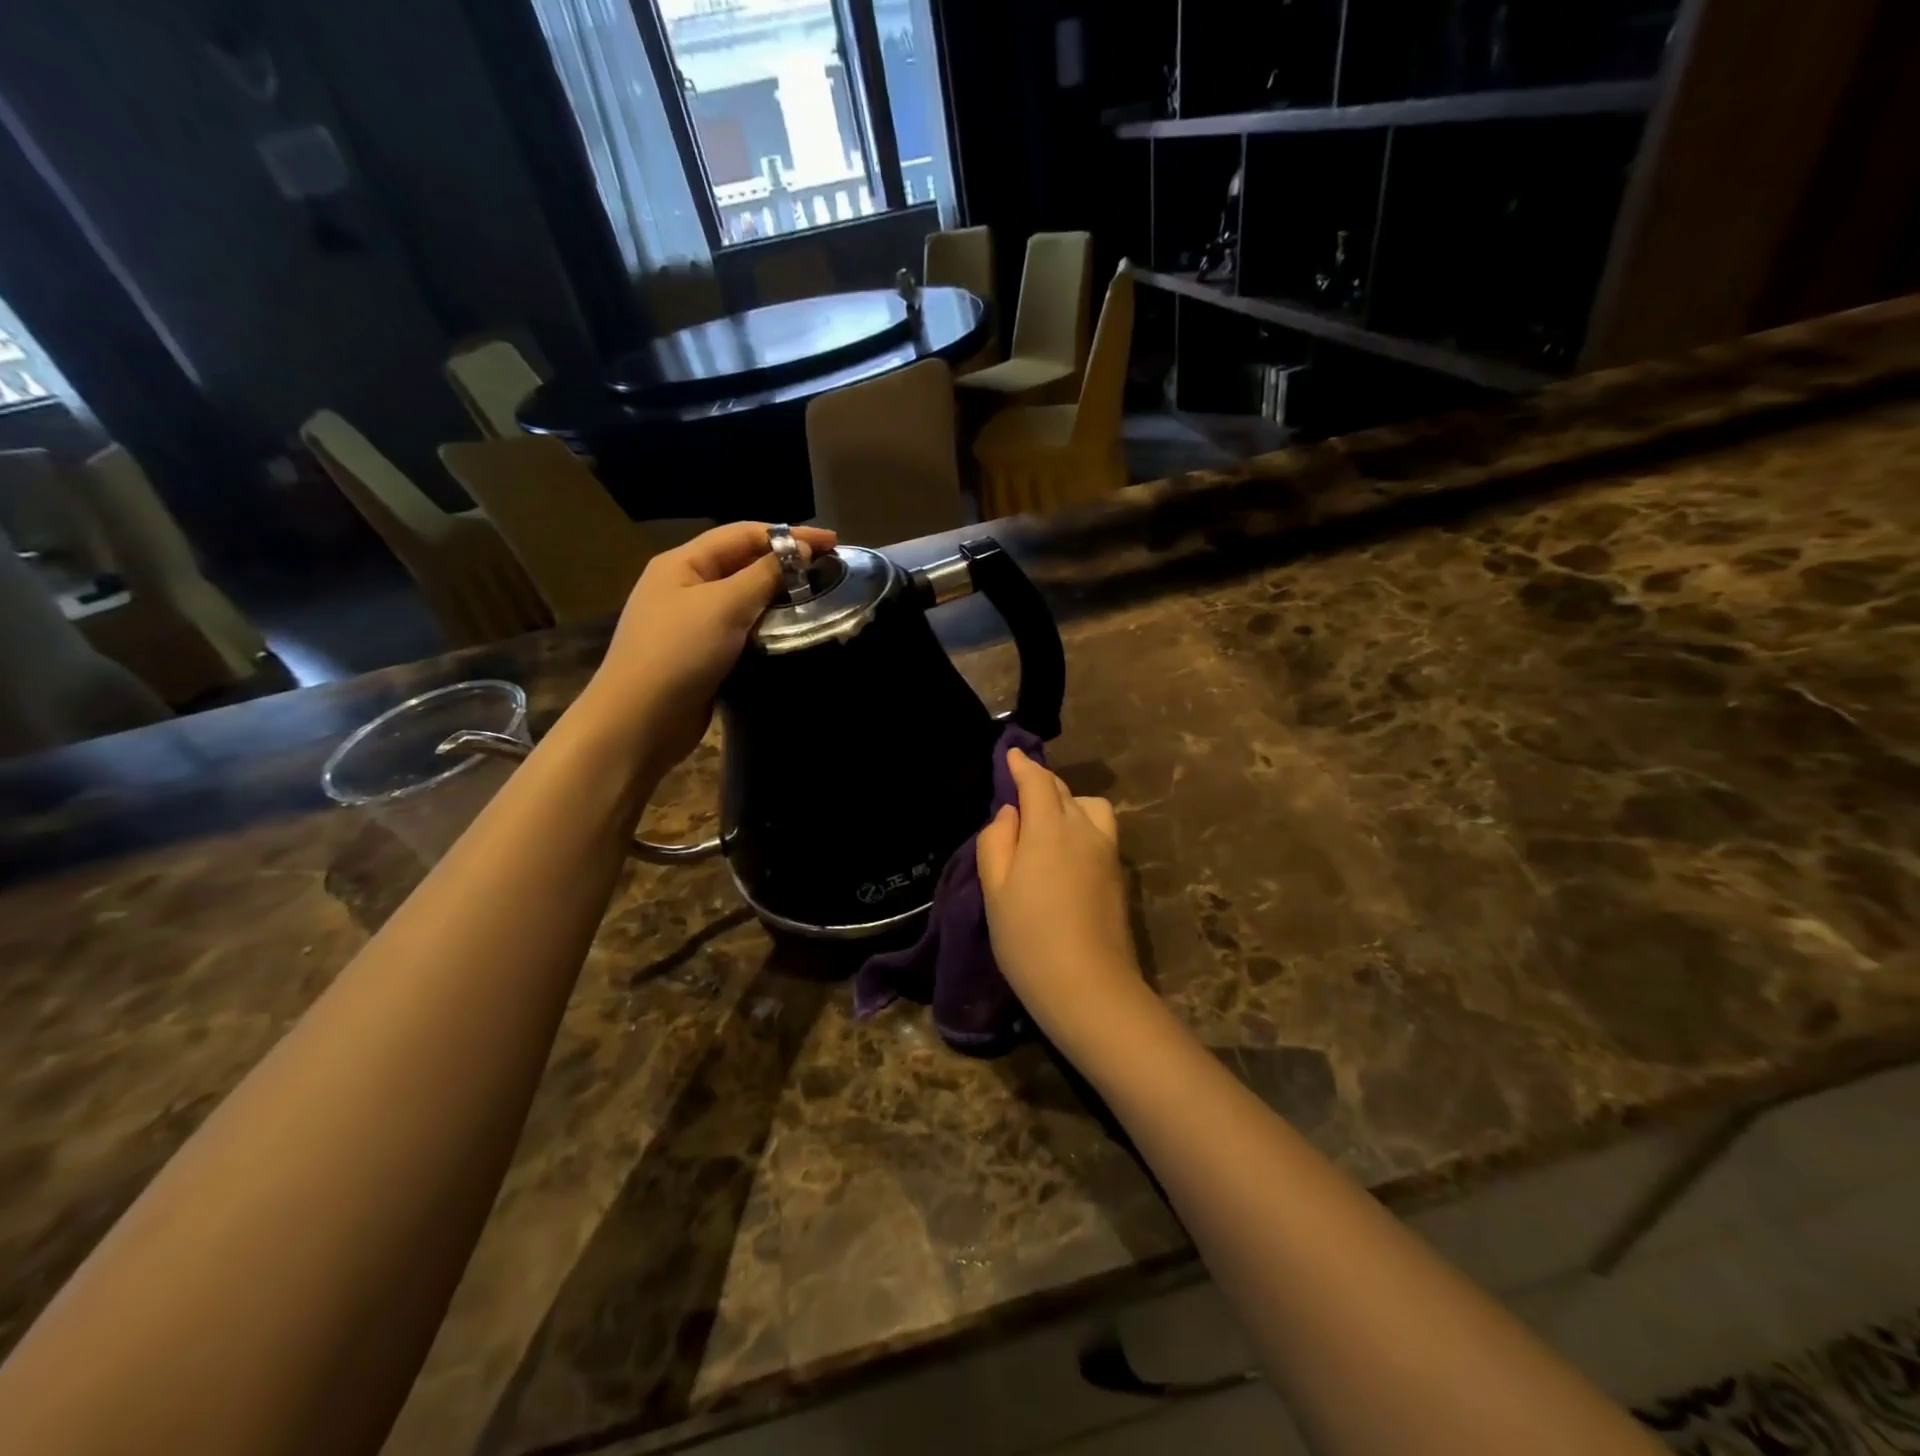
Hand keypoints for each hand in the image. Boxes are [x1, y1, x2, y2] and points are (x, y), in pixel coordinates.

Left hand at [579, 522, 836, 773]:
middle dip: (785, 563)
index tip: (833, 543)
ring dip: (778, 596)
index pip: (743, 535)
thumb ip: (764, 575)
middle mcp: (685, 586)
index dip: (788, 534)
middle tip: (829, 571)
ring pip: (744, 599)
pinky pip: (741, 630)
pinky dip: (767, 627)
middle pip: (743, 563)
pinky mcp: (703, 655)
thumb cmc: (679, 653)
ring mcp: (692, 623)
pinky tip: (792, 633)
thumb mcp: (724, 606)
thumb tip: (800, 549)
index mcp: (683, 563)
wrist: (640, 721)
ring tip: (818, 600)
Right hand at [977, 748, 1148, 1053]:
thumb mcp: (995, 890)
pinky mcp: (1118, 874)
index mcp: (1049, 828)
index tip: (1012, 755)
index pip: (1037, 781)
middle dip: (1042, 783)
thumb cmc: (1028, 938)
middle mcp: (1084, 830)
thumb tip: (1010, 814)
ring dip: (1068, 803)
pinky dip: (1082, 824)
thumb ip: (997, 842)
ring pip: (1090, 807)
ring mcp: (1107, 852)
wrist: (1089, 986)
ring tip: (1048, 824)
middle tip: (1020, 792)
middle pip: (1064, 791)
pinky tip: (1067, 849)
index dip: (1022, 766)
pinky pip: (1100, 830)